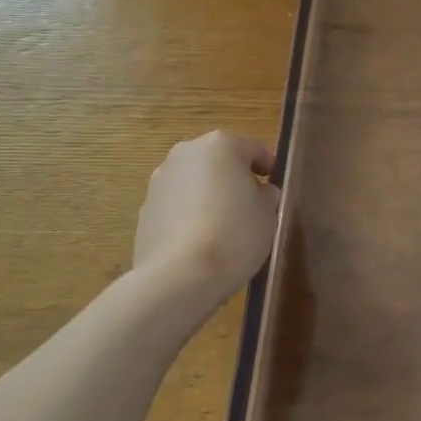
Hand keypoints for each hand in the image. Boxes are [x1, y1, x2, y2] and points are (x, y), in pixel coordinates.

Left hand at [132, 131, 280, 302]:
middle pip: (219, 160)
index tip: (276, 186)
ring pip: (194, 181)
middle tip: (250, 205)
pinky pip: (176, 204)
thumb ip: (266, 195)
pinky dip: (189, 214)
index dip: (269, 167)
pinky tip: (200, 240)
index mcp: (221, 145)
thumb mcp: (268, 214)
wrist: (179, 276)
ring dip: (208, 194)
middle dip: (234, 178)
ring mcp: (160, 180)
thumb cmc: (234, 235)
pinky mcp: (145, 209)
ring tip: (223, 226)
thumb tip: (259, 192)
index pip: (253, 149)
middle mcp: (186, 153)